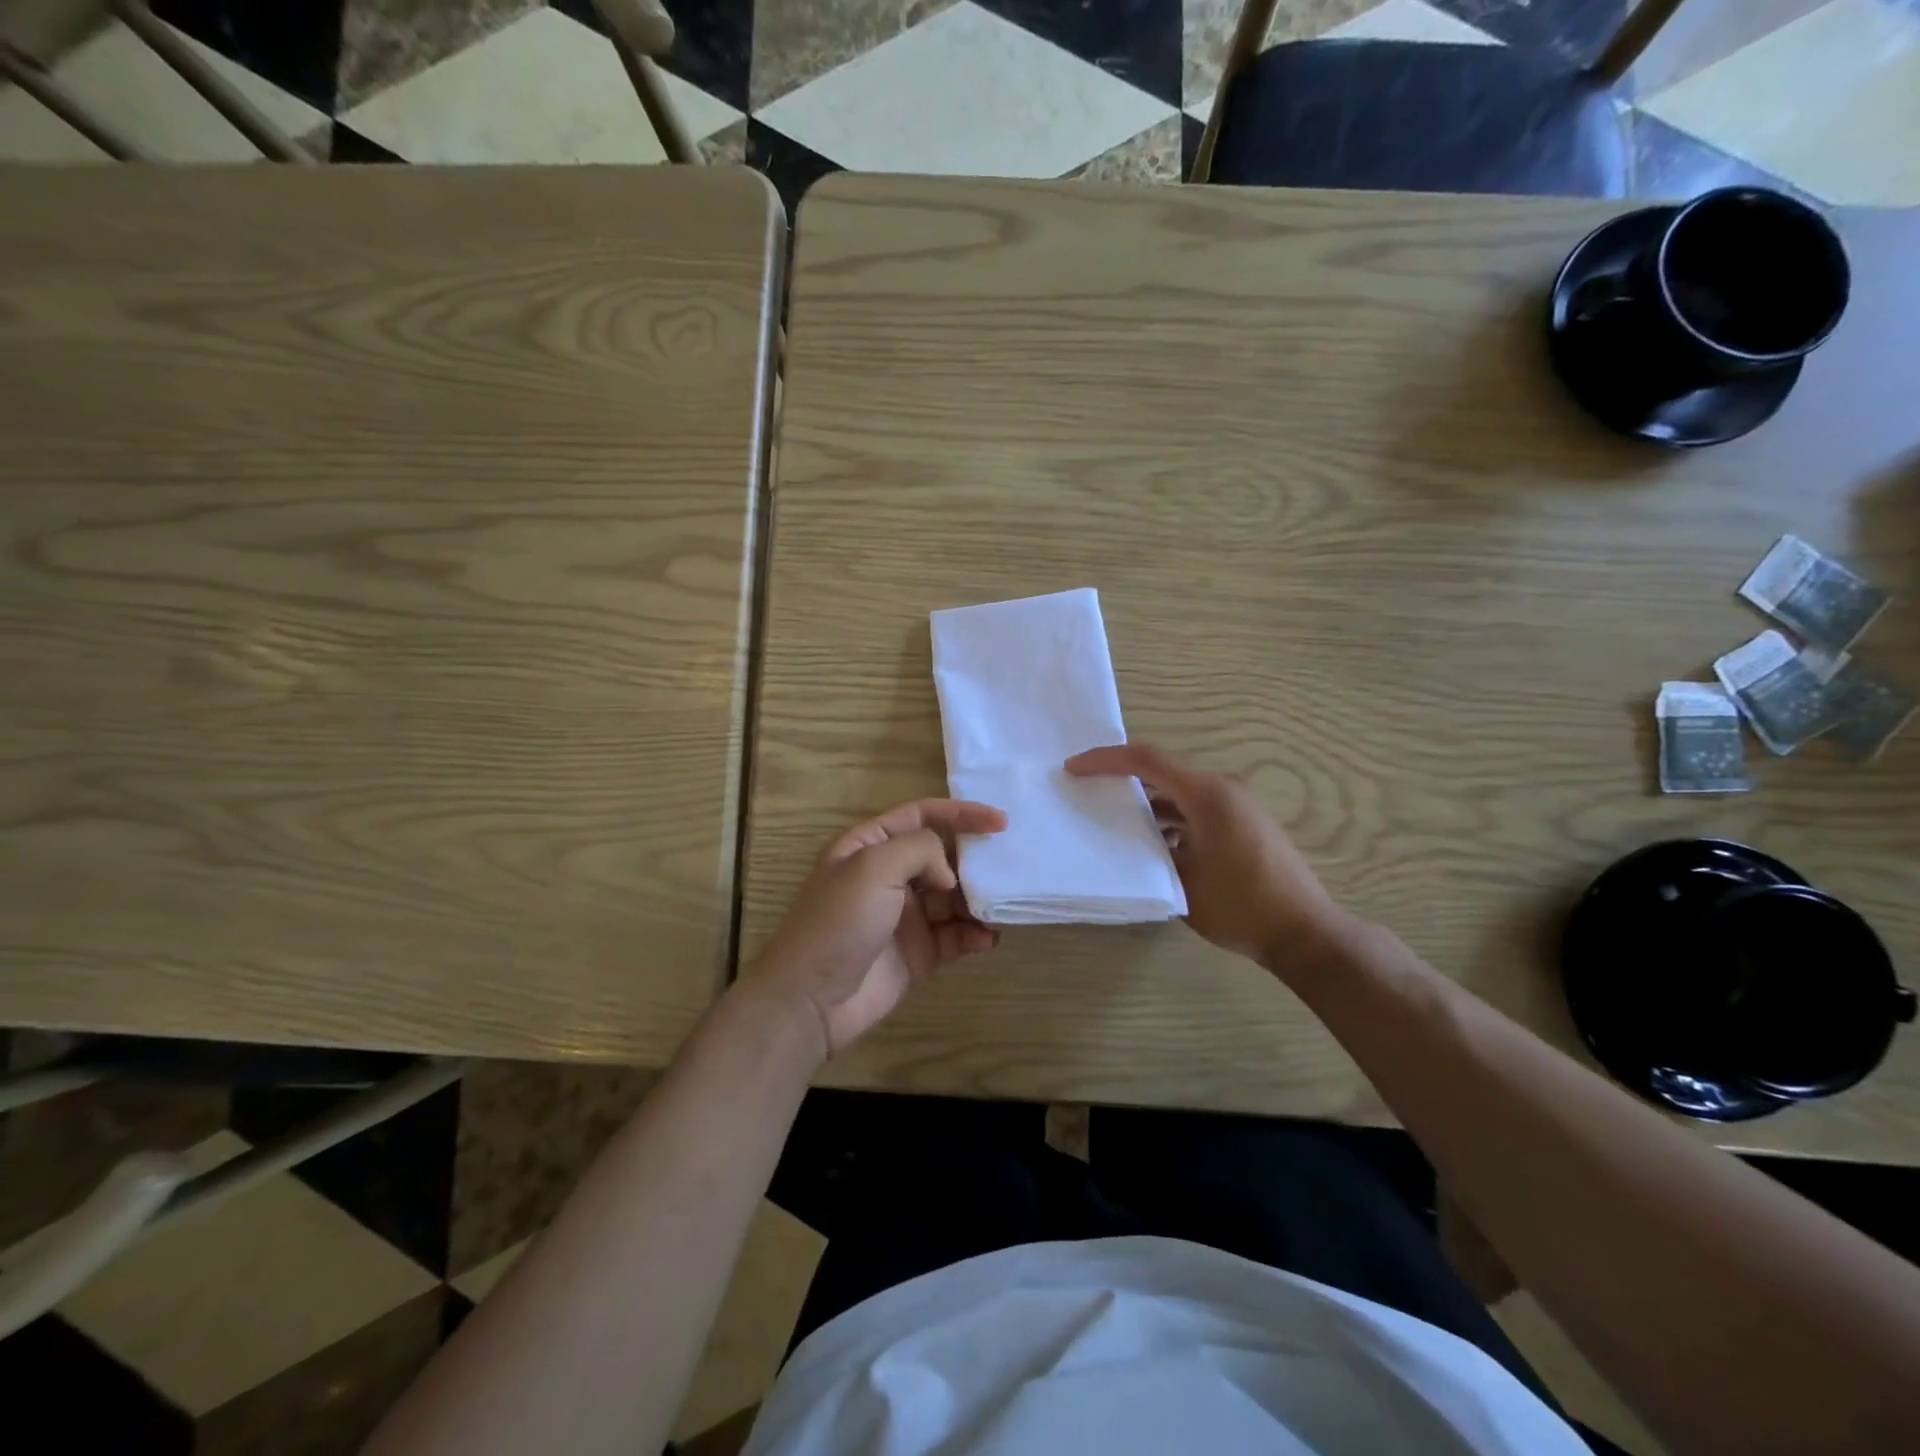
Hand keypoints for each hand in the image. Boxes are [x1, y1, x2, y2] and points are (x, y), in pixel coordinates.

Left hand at [742, 799, 1007, 1059]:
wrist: (810, 1000)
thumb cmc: (838, 922)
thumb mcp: (873, 867)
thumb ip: (919, 850)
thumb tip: (948, 875)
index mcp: (870, 845)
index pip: (922, 815)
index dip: (961, 813)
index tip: (1001, 821)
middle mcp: (889, 876)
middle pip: (943, 856)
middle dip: (974, 859)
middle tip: (1008, 866)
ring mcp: (905, 916)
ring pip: (954, 897)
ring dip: (979, 899)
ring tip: (1004, 905)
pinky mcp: (918, 953)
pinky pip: (955, 936)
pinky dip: (975, 935)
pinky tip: (989, 938)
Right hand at [1065, 743, 1346, 973]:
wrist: (1305, 934)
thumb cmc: (1241, 906)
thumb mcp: (1181, 880)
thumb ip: (1150, 851)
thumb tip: (1130, 839)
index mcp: (1207, 794)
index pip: (1146, 761)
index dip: (1105, 760)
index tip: (1073, 768)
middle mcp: (1223, 791)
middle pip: (1162, 772)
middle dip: (1122, 780)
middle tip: (1087, 790)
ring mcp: (1237, 808)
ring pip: (1179, 793)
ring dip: (1147, 803)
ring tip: (1111, 818)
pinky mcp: (1243, 826)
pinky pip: (1196, 810)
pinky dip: (1170, 819)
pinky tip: (1150, 843)